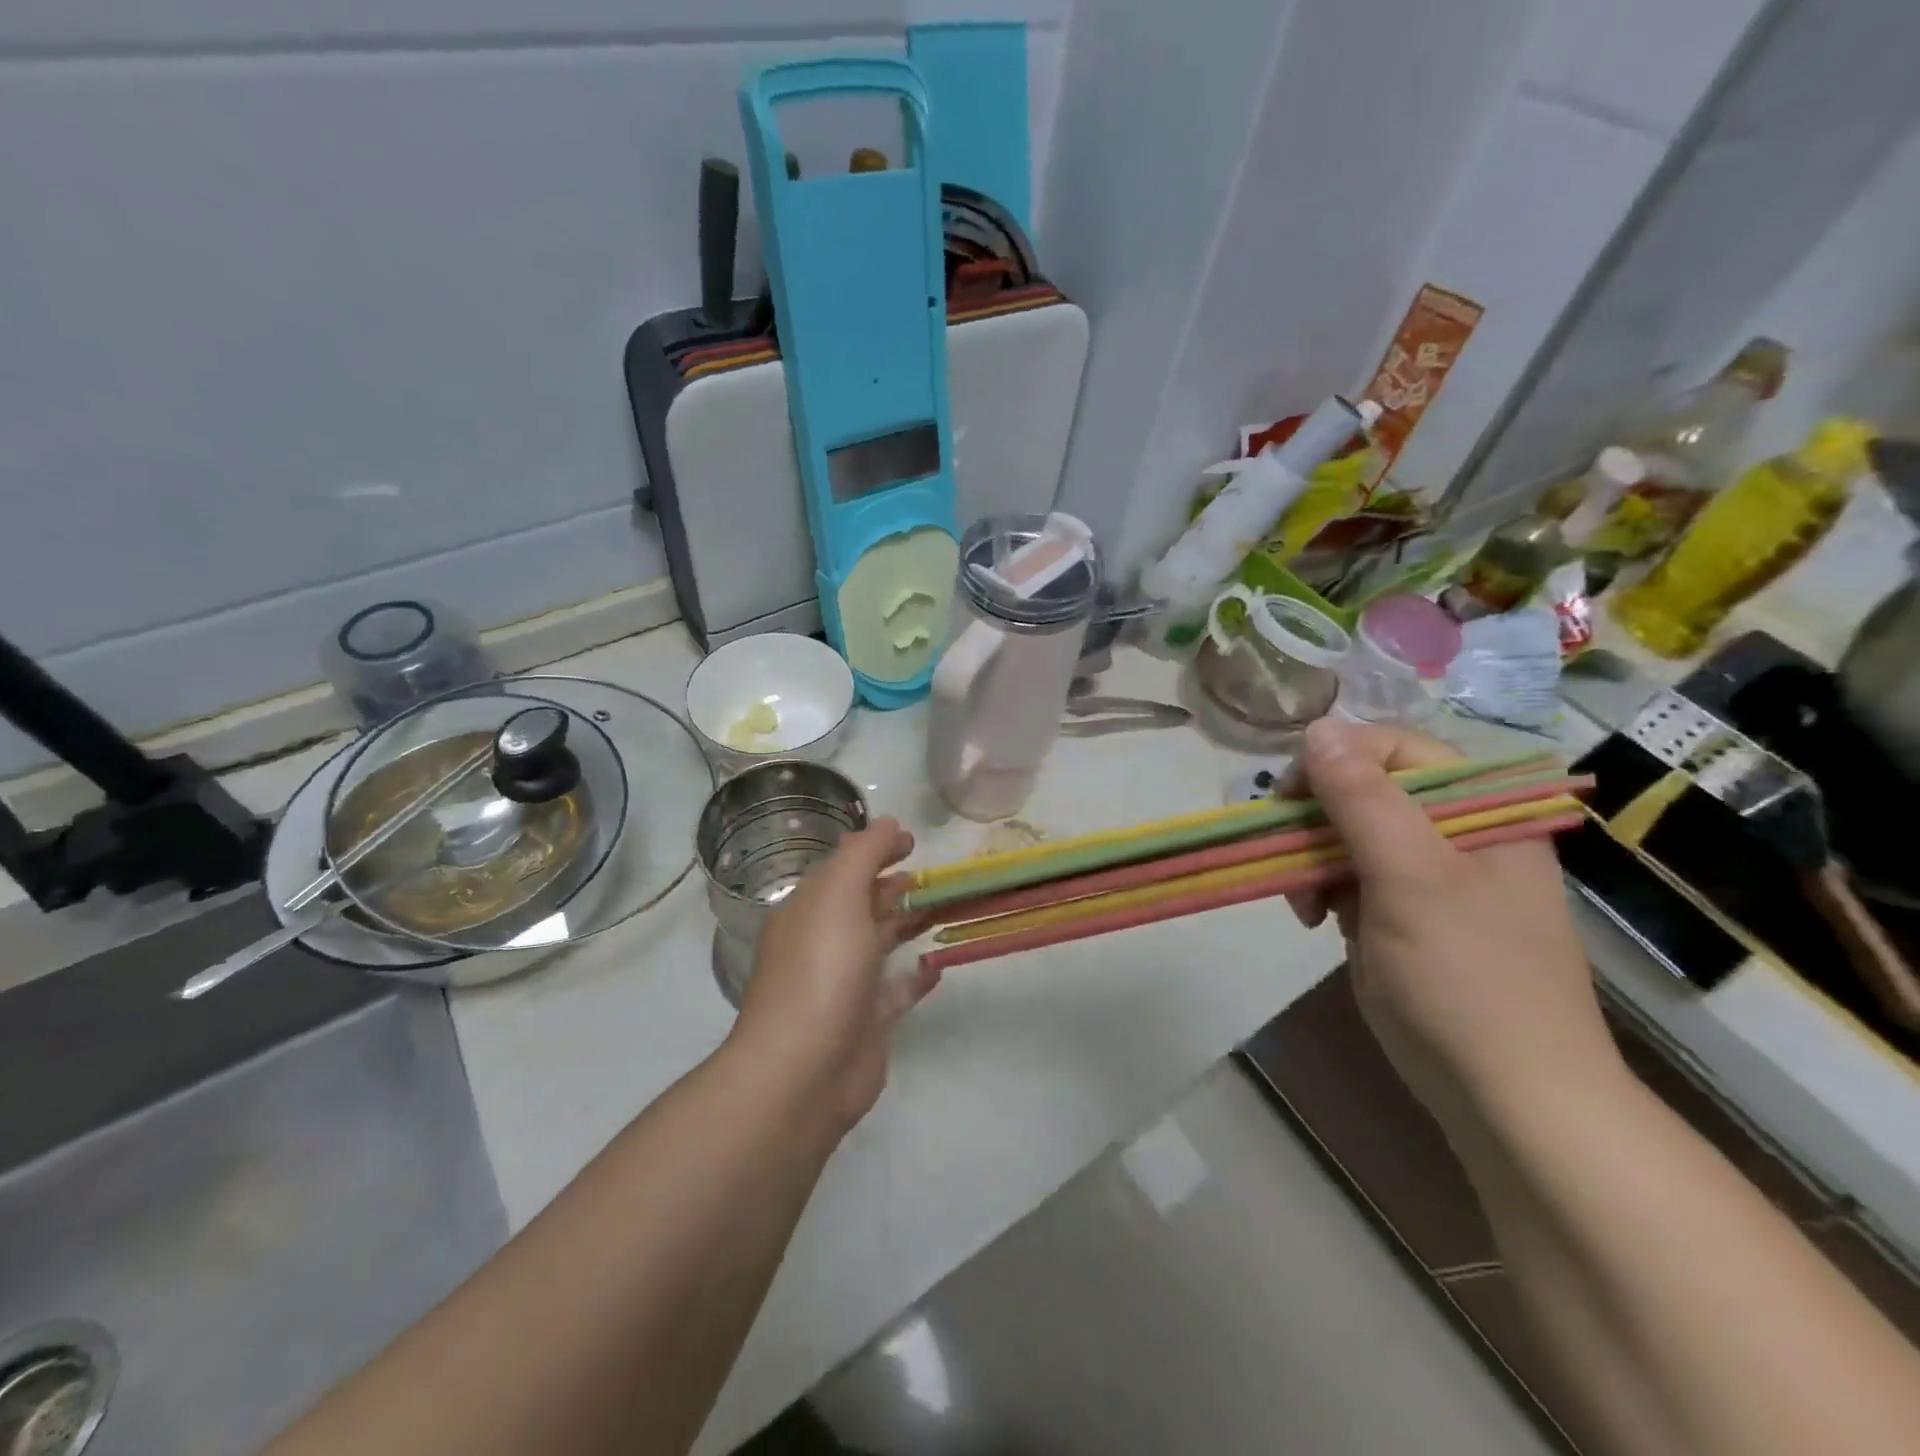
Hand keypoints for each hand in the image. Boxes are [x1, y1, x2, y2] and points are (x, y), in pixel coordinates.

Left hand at [728, 819, 939, 1136]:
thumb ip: (864, 854)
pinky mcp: (868, 1022)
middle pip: (863, 904)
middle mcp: (824, 943)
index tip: (912, 842)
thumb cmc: (821, 969)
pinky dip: (916, 975)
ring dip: (910, 923)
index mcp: (809, 911)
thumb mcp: (839, 895)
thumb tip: (887, 822)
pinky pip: (896, 990)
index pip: (843, 869)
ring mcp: (846, 984)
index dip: (875, 850)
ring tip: (946, 906)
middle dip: (896, 886)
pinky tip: (938, 963)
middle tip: (936, 875)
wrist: (804, 1070)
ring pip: (882, 943)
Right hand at [1284, 718, 1621, 1117]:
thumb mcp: (1411, 878)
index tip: (1286, 799)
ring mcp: (1428, 878)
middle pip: (1364, 791)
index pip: (1394, 749)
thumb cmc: (1468, 978)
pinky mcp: (1402, 916)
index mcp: (1479, 811)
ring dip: (1312, 860)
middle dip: (1316, 821)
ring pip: (1348, 836)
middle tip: (1287, 858)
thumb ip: (1361, 798)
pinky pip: (1349, 878)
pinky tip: (1316, 920)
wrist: (1510, 1099)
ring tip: (1303, 904)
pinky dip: (1323, 891)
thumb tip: (1317, 728)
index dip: (1334, 762)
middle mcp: (1455, 834)